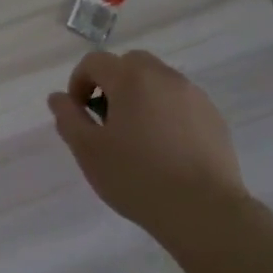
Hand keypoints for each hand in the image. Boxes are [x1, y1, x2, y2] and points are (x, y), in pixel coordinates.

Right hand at [47, 50, 250, 242]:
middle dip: (112, 83)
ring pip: (158, 81)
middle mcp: (164, 76)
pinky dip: (166, 112)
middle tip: (107, 120)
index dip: (79, 82)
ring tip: (137, 137)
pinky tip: (165, 148)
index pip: (95, 61)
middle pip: (130, 63)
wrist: (203, 211)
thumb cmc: (137, 178)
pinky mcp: (213, 117)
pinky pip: (180, 101)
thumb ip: (68, 118)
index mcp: (130, 79)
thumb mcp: (88, 151)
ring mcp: (193, 95)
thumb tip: (58, 98)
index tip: (79, 114)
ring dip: (140, 96)